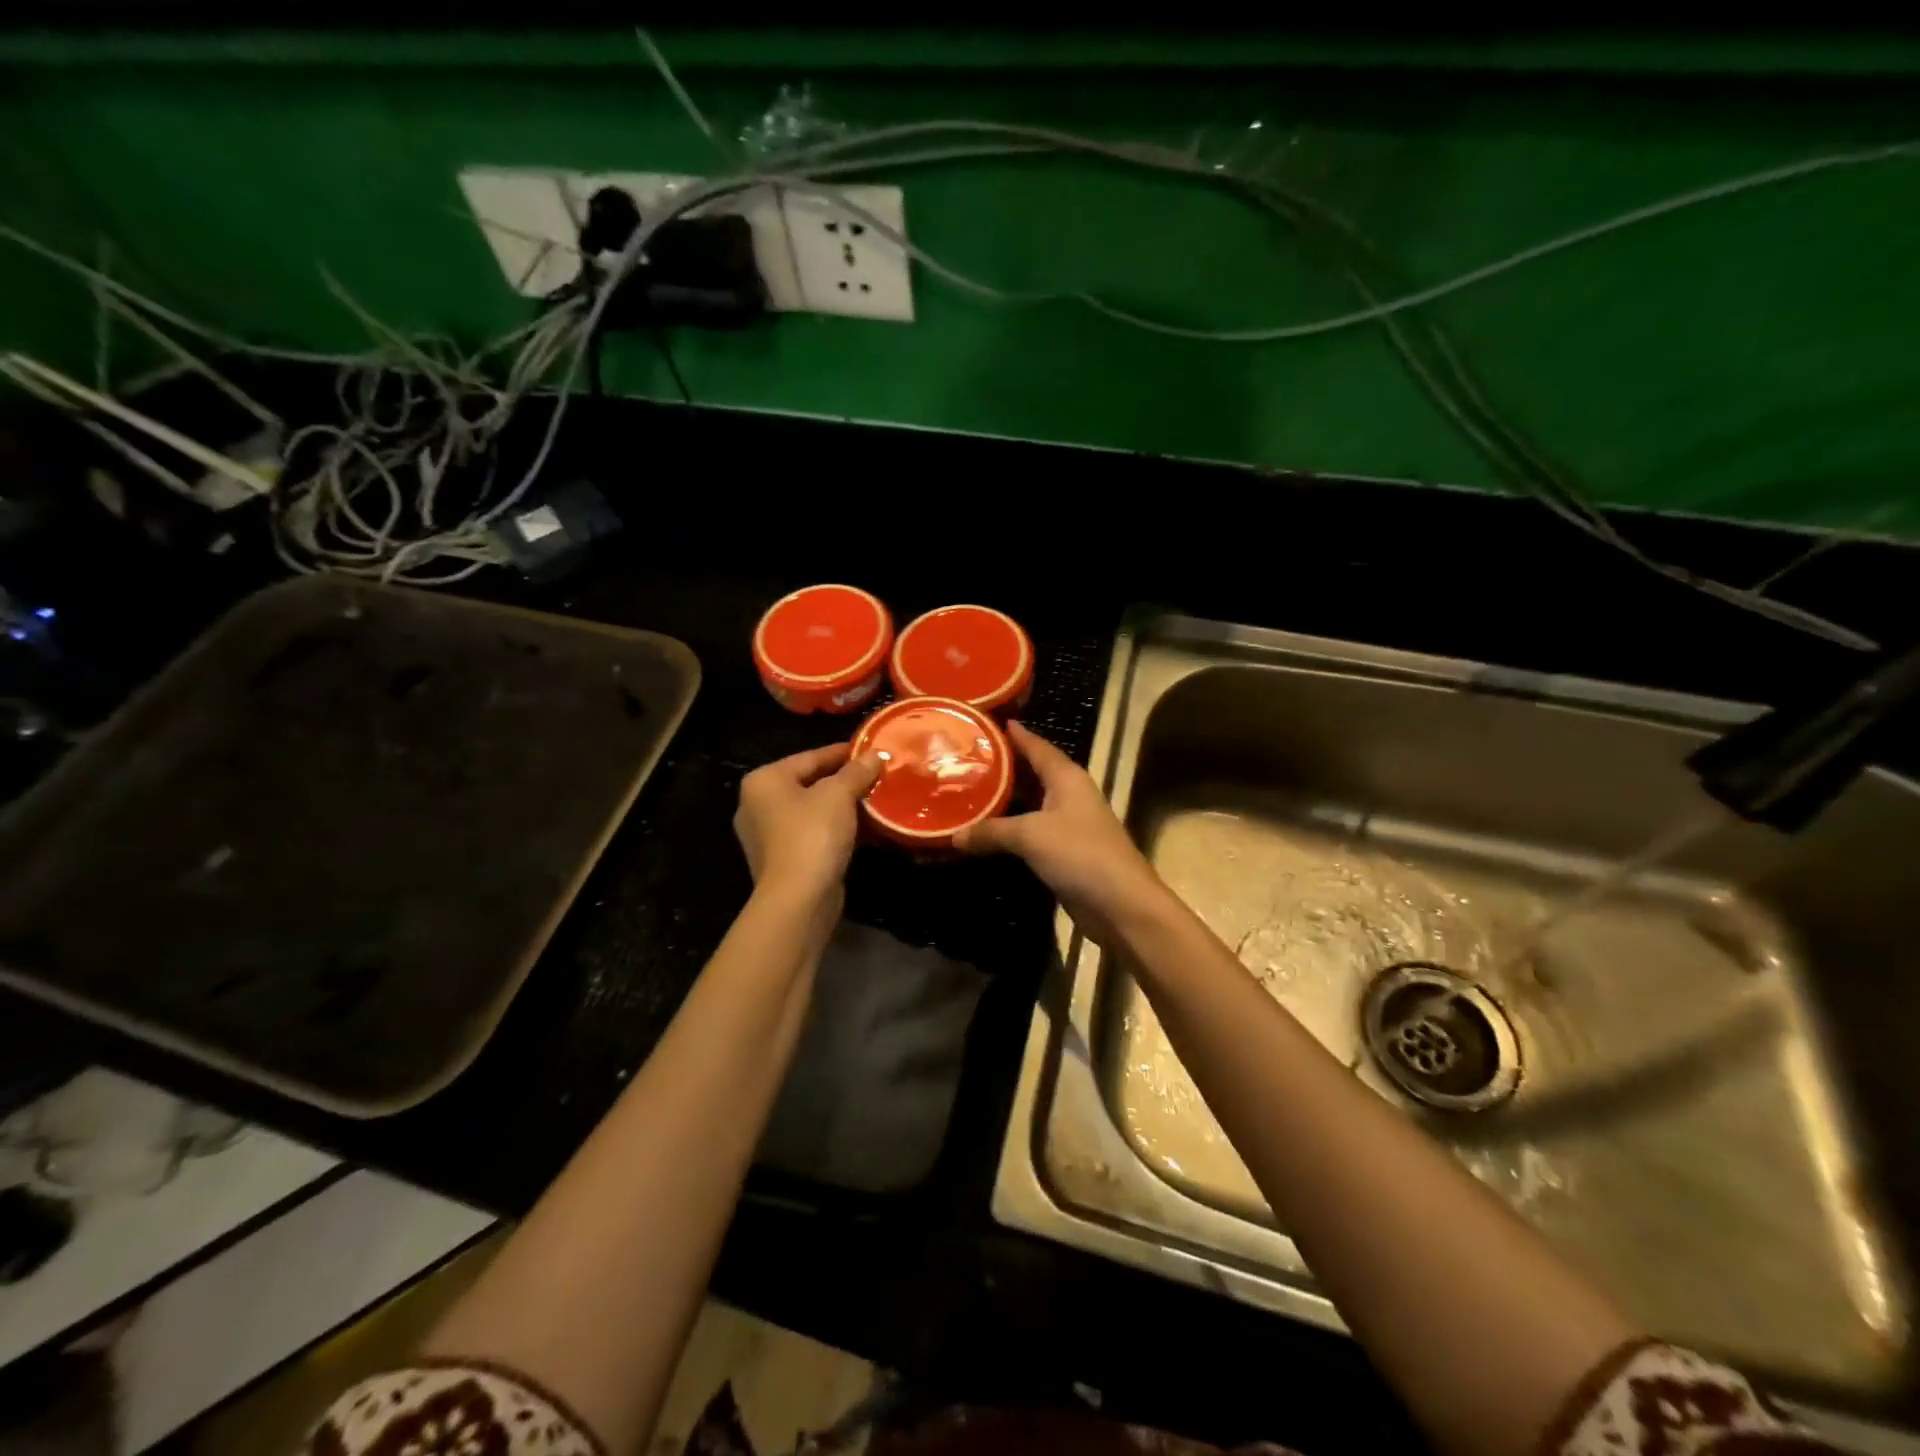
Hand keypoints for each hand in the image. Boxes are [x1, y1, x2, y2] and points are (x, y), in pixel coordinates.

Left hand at [734, 742, 879, 904]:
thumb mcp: (839, 795)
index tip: (872, 750)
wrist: (798, 900)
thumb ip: (857, 771)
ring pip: (813, 811)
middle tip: (878, 776)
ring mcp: (768, 836)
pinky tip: (866, 829)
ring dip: (844, 807)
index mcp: (764, 781)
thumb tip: (876, 754)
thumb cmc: (812, 835)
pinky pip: (814, 834)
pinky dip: (837, 829)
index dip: (844, 752)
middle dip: (846, 781)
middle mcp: (758, 805)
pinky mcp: (782, 861)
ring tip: (876, 801)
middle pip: (810, 783)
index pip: (810, 757)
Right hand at [954, 722, 1168, 943]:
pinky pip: (1031, 833)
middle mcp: (1069, 795)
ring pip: (1030, 804)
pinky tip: (986, 833)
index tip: (987, 722)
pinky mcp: (1065, 853)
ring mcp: (1069, 825)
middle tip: (964, 760)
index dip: (1015, 734)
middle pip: (1032, 773)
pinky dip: (1009, 830)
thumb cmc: (1079, 854)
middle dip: (1002, 767)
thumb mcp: (1030, 835)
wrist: (1120, 904)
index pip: (1037, 746)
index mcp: (1066, 777)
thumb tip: (954, 835)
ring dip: (1004, 801)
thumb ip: (991, 831)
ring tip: (968, 792)